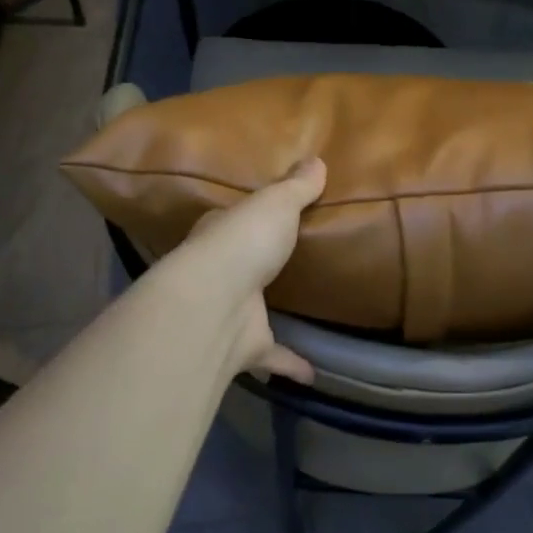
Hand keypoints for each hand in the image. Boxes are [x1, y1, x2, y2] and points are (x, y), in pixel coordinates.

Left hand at [166, 158, 326, 384]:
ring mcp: (230, 312)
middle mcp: (219, 273)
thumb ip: (296, 187)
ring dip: (270, 314)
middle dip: (256, 265)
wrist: (216, 302)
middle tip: (287, 263)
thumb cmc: (243, 242)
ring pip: (252, 312)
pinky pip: (273, 357)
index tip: (267, 217)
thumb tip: (317, 159)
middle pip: (240, 266)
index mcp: (220, 235)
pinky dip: (291, 364)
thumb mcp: (276, 203)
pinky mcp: (245, 347)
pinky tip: (313, 372)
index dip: (247, 218)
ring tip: (301, 313)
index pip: (231, 222)